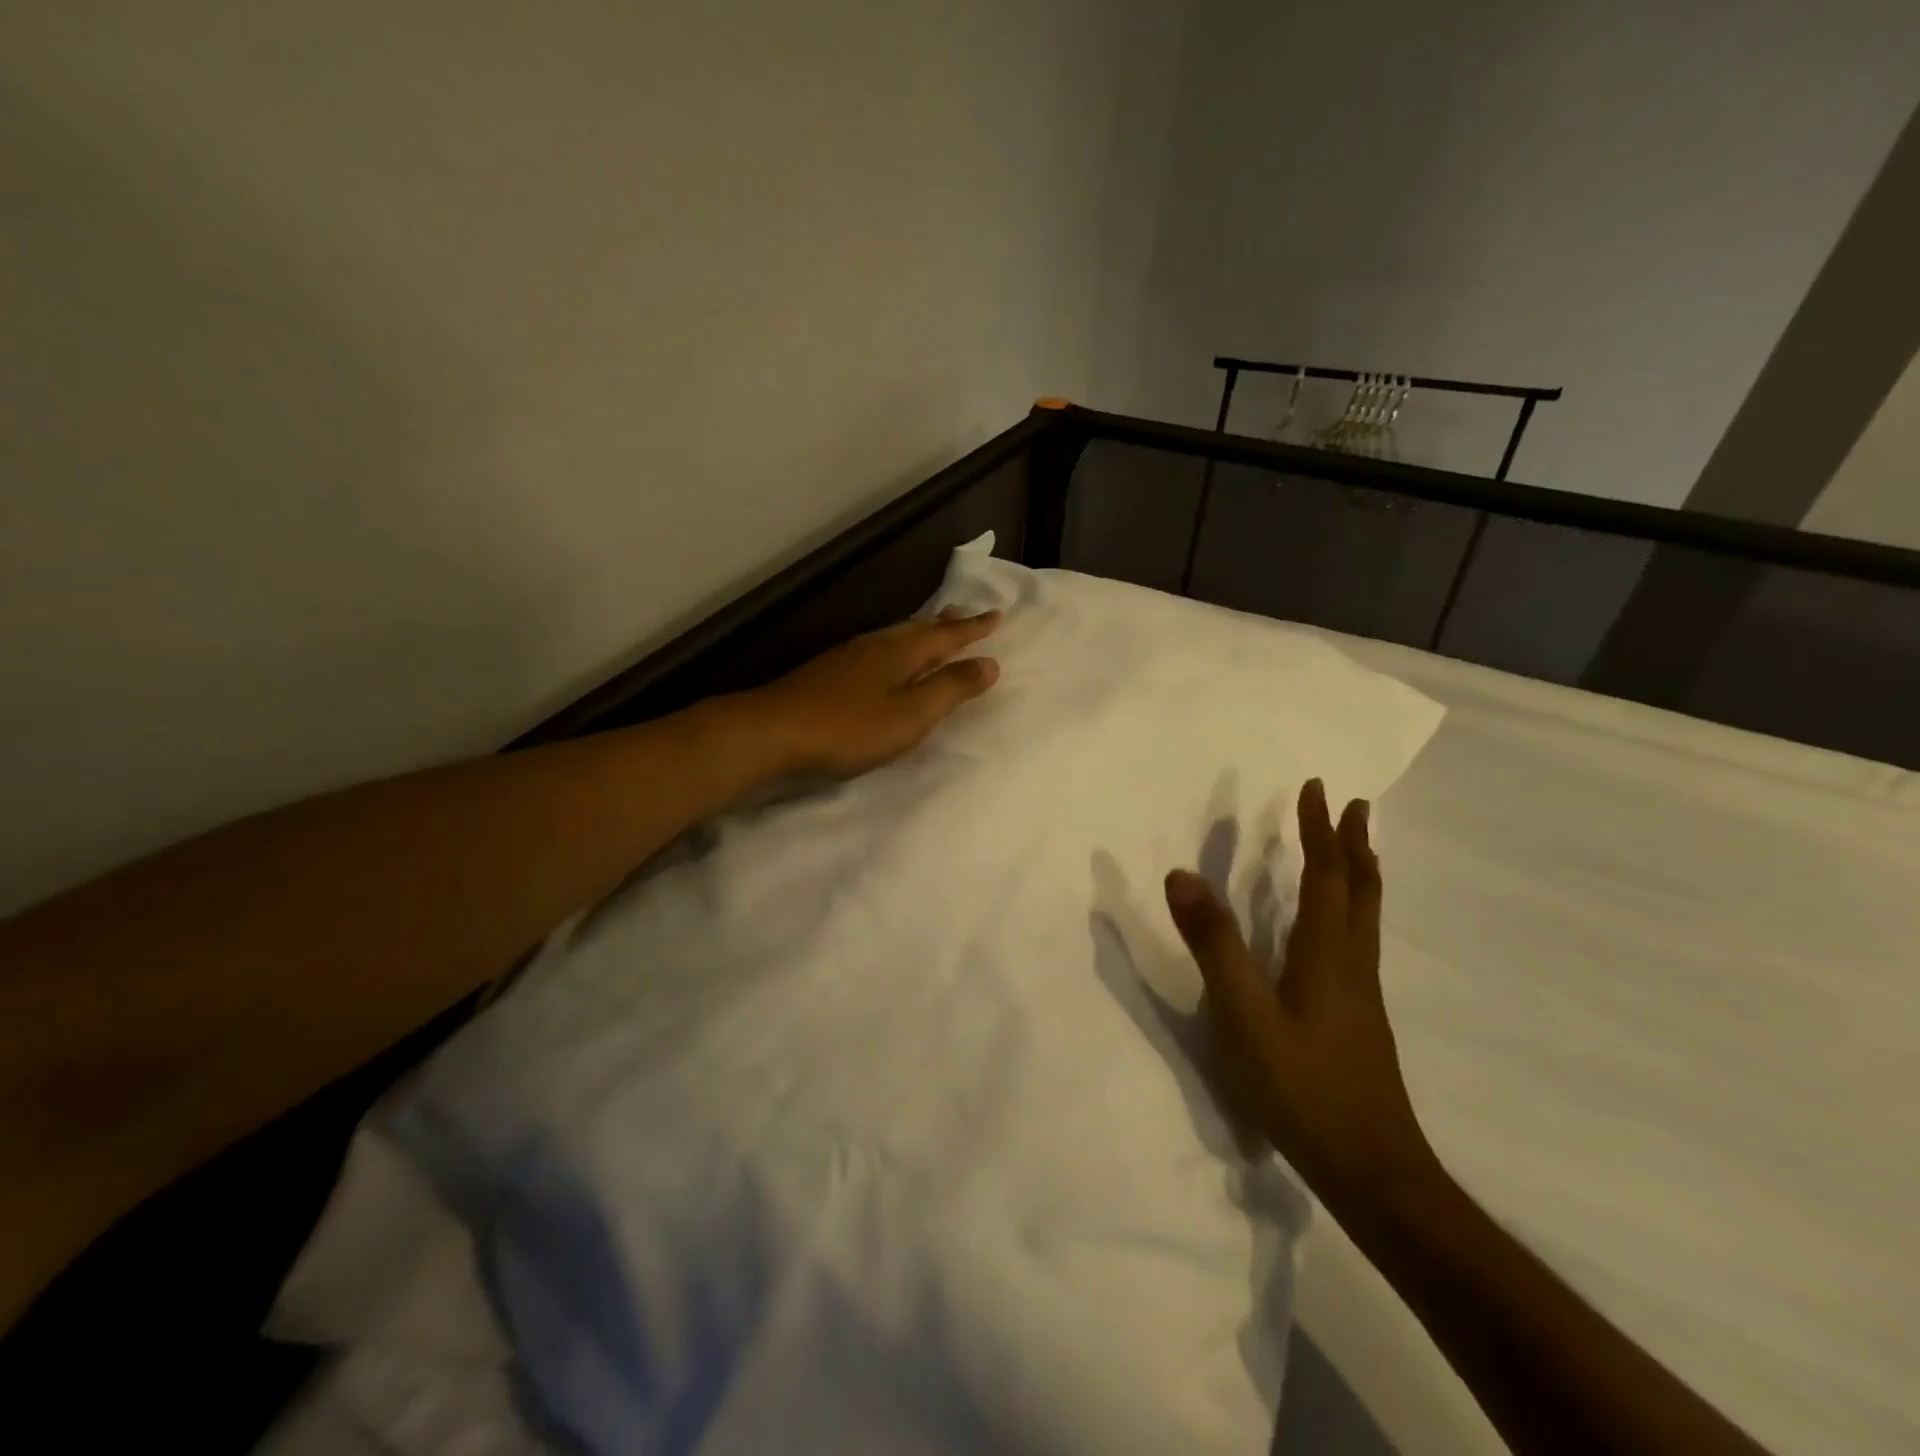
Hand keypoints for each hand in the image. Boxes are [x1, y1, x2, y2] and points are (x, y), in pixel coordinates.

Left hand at [754, 610, 1001, 776]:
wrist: (774, 730)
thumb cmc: (850, 728)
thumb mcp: (911, 715)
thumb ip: (950, 690)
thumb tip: (989, 663)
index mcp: (901, 654)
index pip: (946, 636)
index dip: (972, 629)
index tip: (996, 615)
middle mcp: (876, 646)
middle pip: (918, 629)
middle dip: (945, 624)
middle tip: (965, 614)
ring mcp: (848, 657)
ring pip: (895, 637)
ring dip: (919, 633)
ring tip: (932, 630)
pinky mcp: (828, 672)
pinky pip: (876, 649)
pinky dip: (895, 648)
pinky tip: (885, 659)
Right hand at [1164, 779, 1436, 1221]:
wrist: (1373, 1171)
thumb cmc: (1303, 1088)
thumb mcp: (1244, 1015)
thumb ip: (1213, 945)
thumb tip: (1181, 875)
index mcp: (1327, 954)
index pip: (1327, 876)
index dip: (1321, 831)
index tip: (1317, 788)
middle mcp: (1352, 964)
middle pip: (1360, 890)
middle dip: (1354, 844)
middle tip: (1355, 806)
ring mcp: (1361, 994)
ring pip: (1366, 917)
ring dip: (1359, 874)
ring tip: (1355, 851)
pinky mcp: (1359, 1019)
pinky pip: (1359, 941)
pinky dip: (1352, 909)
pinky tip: (1337, 929)